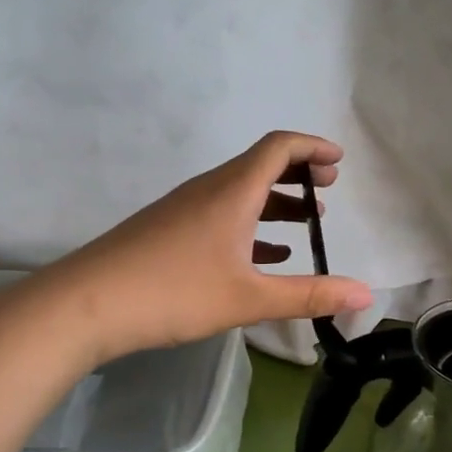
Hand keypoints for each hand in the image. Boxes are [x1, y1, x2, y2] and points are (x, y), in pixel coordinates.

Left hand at [43, 131, 373, 363]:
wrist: (87, 303)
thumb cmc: (174, 291)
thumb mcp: (249, 298)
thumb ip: (309, 295)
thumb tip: (365, 293)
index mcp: (233, 191)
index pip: (279, 147)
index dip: (312, 148)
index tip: (339, 162)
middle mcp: (209, 189)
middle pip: (260, 166)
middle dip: (299, 176)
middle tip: (327, 195)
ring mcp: (184, 208)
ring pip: (240, 193)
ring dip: (275, 203)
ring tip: (305, 225)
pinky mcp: (168, 230)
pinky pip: (220, 214)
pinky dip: (249, 225)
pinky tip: (262, 256)